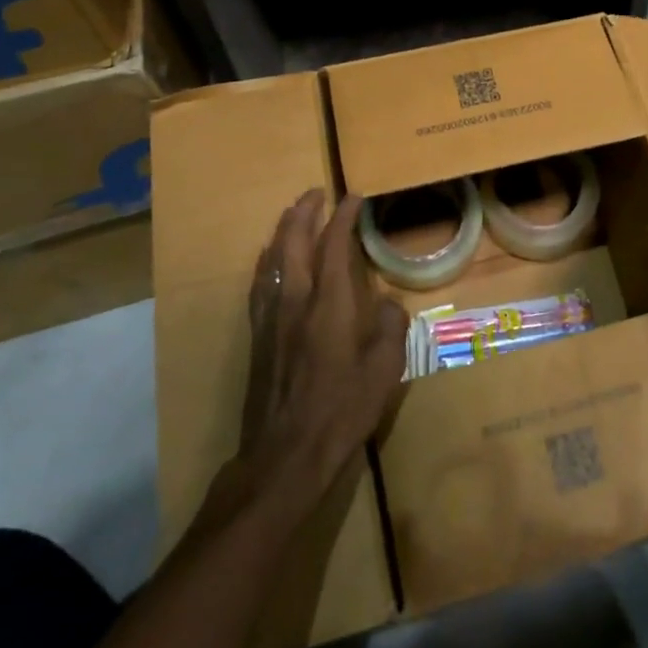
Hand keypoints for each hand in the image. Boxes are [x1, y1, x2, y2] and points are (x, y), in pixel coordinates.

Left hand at [227, 190, 408, 518]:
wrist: (285, 455)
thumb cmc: (342, 411)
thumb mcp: (384, 371)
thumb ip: (390, 328)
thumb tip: (387, 304)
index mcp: (329, 305)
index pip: (333, 246)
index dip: (343, 217)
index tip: (353, 196)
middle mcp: (295, 301)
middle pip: (292, 242)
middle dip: (304, 212)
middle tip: (316, 192)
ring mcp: (271, 319)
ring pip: (272, 259)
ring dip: (282, 231)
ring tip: (292, 215)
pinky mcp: (258, 337)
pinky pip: (260, 283)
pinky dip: (267, 260)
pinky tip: (270, 261)